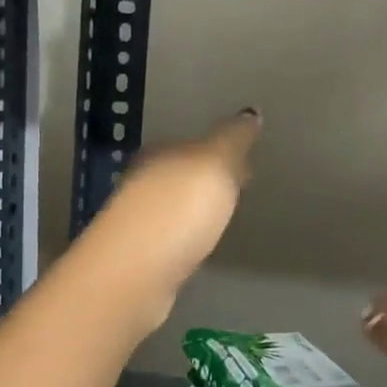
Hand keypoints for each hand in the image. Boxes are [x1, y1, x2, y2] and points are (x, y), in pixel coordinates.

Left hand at [80, 110, 261, 333]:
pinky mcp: (139, 258)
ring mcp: (138, 222)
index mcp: (159, 154)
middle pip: (182, 175)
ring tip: (224, 218)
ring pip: (174, 207)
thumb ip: (233, 139)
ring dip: (197, 210)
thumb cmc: (178, 210)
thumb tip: (250, 113)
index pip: (194, 145)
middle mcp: (143, 183)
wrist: (135, 273)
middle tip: (239, 190)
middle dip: (208, 181)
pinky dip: (186, 237)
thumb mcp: (215, 164)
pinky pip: (171, 238)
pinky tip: (199, 246)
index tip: (247, 165)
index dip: (222, 153)